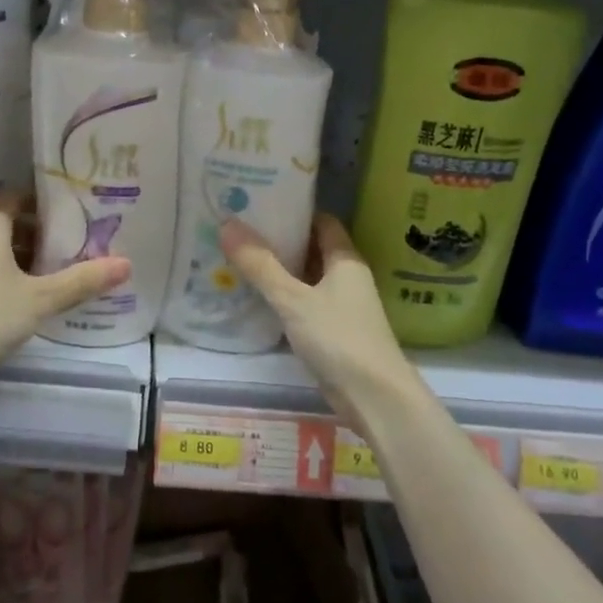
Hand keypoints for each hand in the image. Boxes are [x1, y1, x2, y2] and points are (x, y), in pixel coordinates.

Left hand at [0, 195, 130, 372]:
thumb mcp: (42, 297)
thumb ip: (82, 280)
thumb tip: (126, 264)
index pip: (14, 198)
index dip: (40, 200)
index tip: (68, 207)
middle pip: (6, 225)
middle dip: (38, 232)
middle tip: (71, 242)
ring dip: (23, 258)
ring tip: (55, 271)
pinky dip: (8, 277)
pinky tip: (27, 298)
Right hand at [220, 214, 408, 431]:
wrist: (374, 398)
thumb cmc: (338, 338)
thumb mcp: (293, 299)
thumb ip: (260, 265)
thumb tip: (227, 224)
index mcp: (345, 260)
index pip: (322, 221)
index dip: (294, 210)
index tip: (260, 204)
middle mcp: (347, 278)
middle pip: (312, 248)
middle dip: (280, 240)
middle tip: (239, 230)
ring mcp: (342, 307)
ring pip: (307, 278)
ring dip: (279, 271)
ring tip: (239, 258)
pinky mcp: (333, 332)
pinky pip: (304, 304)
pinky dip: (283, 298)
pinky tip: (256, 298)